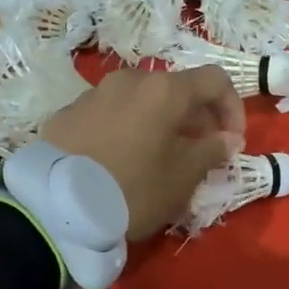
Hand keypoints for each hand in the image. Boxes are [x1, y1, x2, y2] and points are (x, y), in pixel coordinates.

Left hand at [44, 66, 243, 239]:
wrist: (56, 207)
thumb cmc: (134, 189)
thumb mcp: (183, 178)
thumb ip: (211, 152)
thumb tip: (226, 139)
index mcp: (164, 90)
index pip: (215, 81)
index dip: (232, 108)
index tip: (231, 143)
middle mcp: (129, 81)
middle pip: (175, 89)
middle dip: (195, 119)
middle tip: (200, 155)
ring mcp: (94, 95)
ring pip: (140, 102)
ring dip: (159, 124)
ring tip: (158, 159)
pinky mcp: (67, 115)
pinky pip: (109, 115)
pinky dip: (126, 130)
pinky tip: (120, 163)